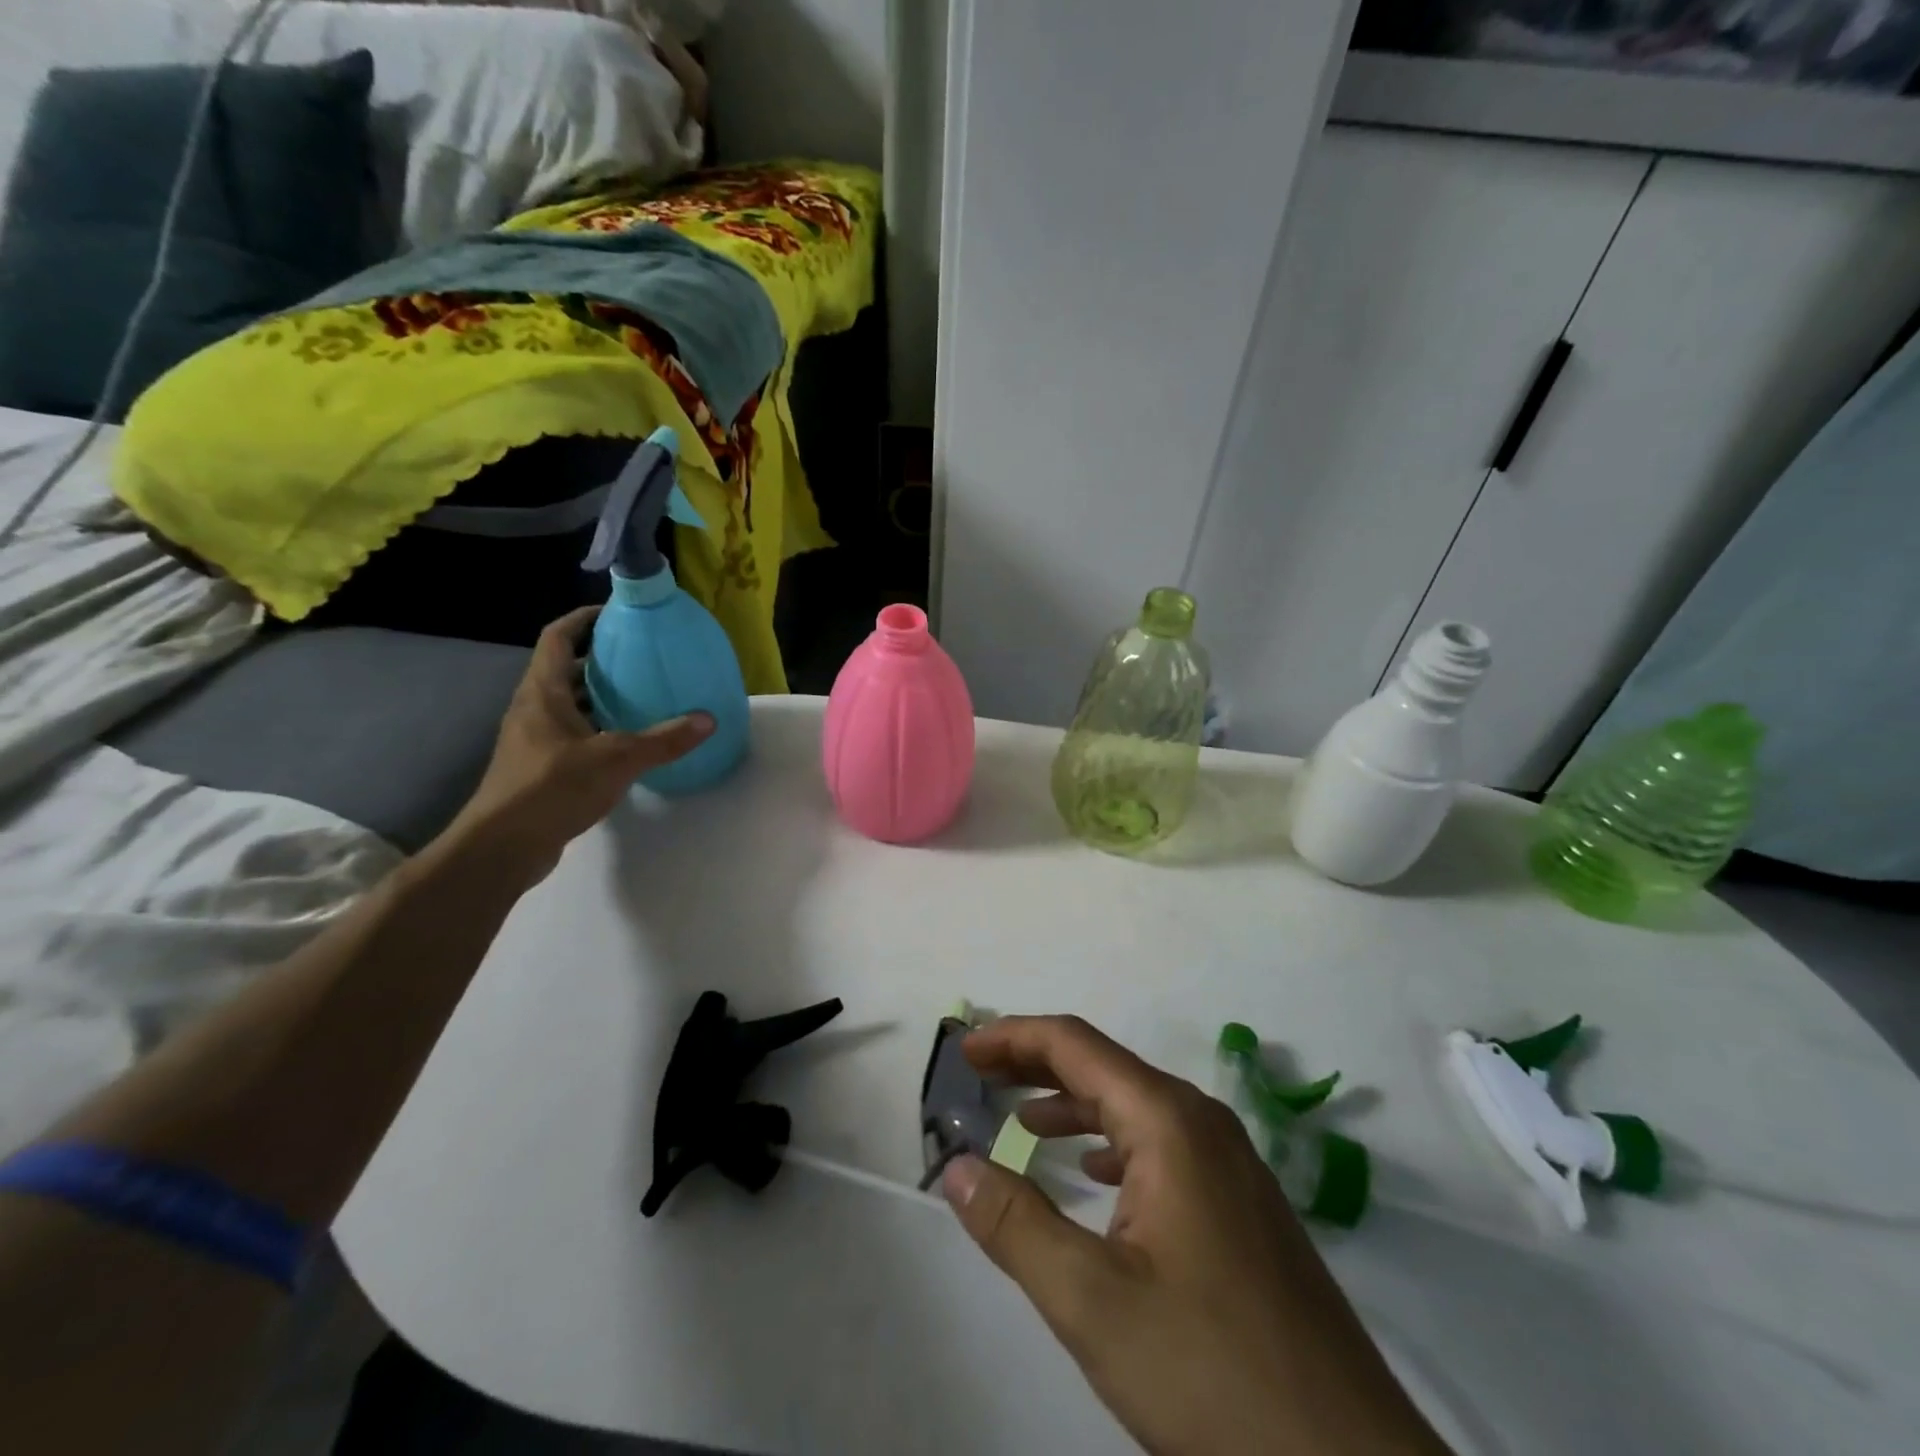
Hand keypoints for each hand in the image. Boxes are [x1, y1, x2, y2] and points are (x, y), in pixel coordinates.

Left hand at [448, 607, 714, 882]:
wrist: (503, 846)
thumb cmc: (552, 788)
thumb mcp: (617, 759)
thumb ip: (663, 740)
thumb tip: (709, 719)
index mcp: (543, 692)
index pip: (558, 638)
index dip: (583, 618)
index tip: (617, 613)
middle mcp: (534, 708)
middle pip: (566, 669)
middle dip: (601, 658)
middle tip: (642, 656)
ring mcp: (534, 739)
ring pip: (570, 703)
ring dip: (600, 695)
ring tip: (643, 694)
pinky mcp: (540, 766)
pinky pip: (573, 732)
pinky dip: (599, 727)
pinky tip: (628, 741)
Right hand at [944, 1017, 1445, 1455]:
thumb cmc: (1212, 1374)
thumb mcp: (1093, 1302)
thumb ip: (1016, 1225)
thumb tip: (955, 1168)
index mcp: (1168, 1121)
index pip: (1075, 1045)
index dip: (1013, 1036)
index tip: (963, 1050)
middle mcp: (1202, 1123)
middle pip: (1105, 1067)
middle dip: (1036, 1065)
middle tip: (979, 1078)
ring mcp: (1230, 1164)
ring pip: (1135, 1107)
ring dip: (1073, 1105)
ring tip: (1021, 1121)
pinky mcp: (1242, 1206)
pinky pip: (1162, 1146)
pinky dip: (1112, 1143)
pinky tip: (1093, 1173)